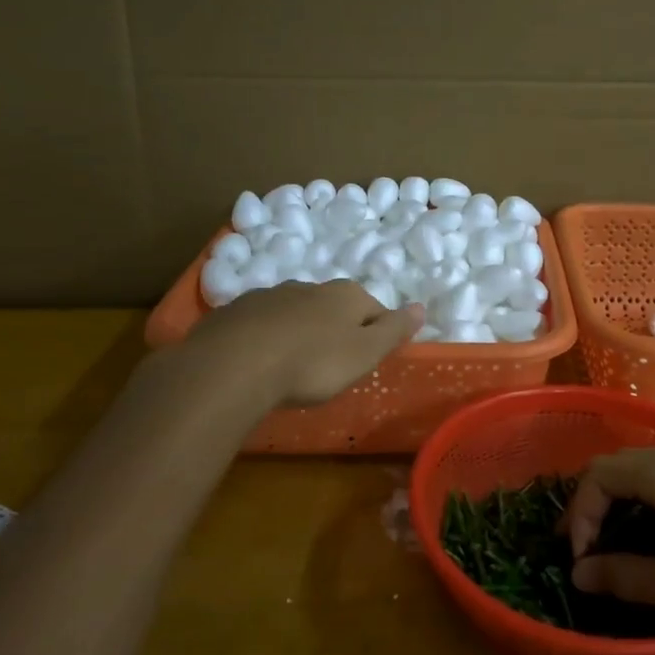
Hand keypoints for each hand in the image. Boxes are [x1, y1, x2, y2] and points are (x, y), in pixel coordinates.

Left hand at [169, 281, 423, 406]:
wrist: (233, 366)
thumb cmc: (312, 363)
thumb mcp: (365, 353)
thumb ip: (394, 330)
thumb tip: (421, 307)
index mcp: (346, 295)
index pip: (374, 310)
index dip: (375, 335)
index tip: (365, 362)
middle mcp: (310, 287)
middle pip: (333, 308)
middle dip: (335, 331)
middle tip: (330, 367)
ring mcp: (269, 295)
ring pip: (296, 313)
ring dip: (299, 333)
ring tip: (293, 367)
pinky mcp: (234, 312)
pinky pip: (260, 324)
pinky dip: (265, 339)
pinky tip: (259, 364)